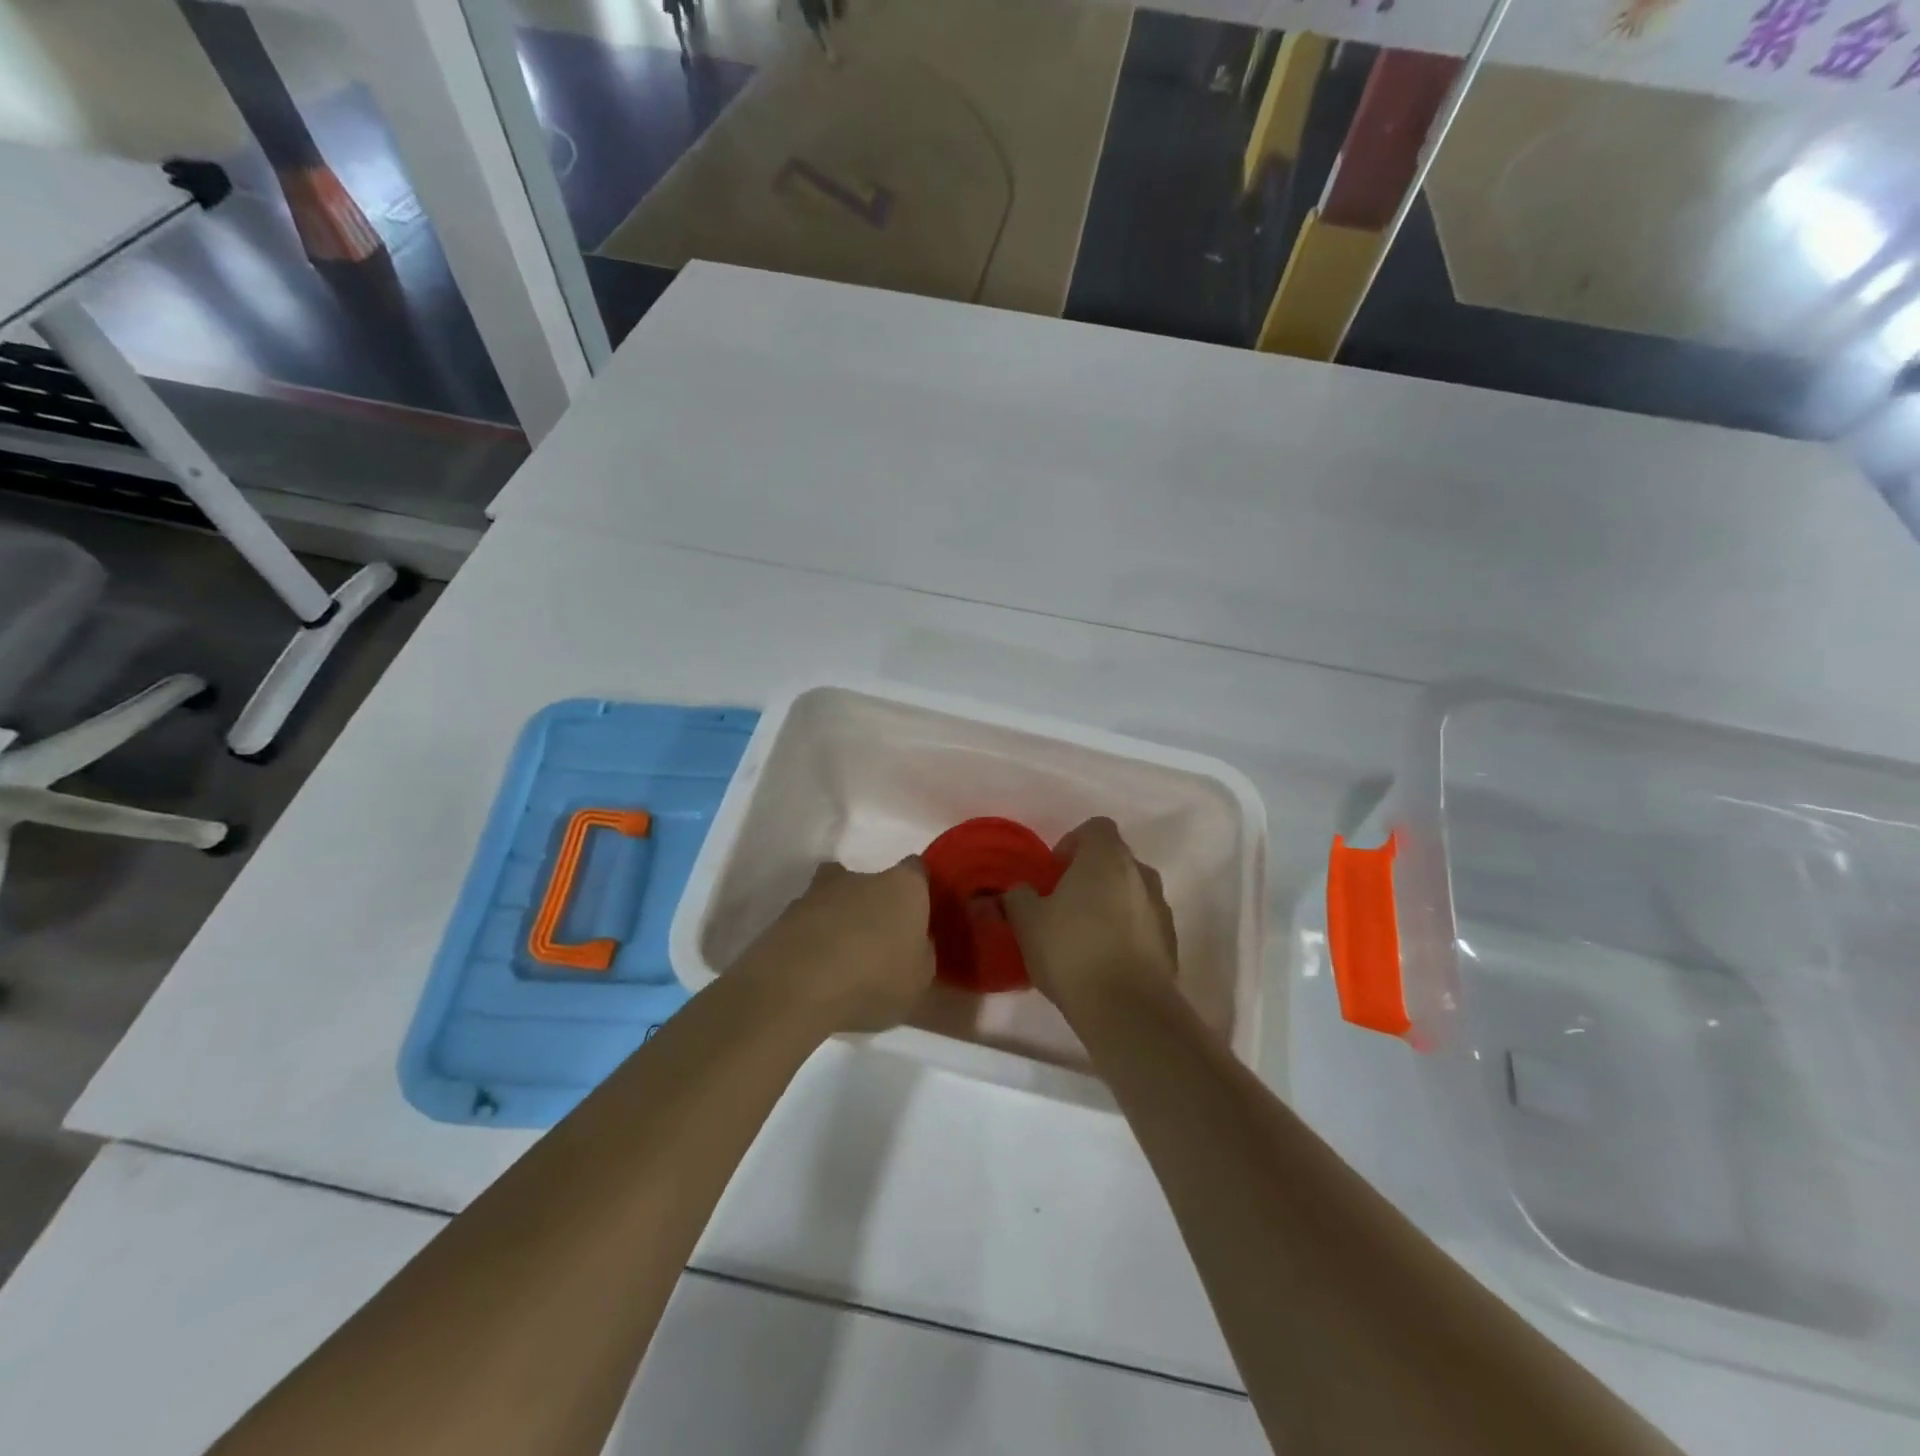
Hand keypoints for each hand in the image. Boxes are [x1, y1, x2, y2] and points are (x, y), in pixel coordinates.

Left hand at [734, 858, 934, 1032]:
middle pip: (870, 880)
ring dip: (837, 917)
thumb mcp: (919, 980)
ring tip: (839, 956)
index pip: (916, 870)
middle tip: (875, 937)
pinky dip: (810, 938)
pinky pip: (806, 922)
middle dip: (872, 902)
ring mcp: (817, 893)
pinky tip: (813, 968)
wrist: (798, 988)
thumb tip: (915, 943)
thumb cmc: (874, 979)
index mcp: (902, 886)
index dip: (917, 889)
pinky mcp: (784, 915)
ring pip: (833, 897)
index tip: (918, 912)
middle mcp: (860, 877)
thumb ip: (921, 954)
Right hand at [1004, 818, 1177, 1017]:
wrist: (1128, 1009)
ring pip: (1130, 892)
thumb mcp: (1027, 922)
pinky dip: (1126, 932)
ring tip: (1084, 937)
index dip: (1072, 843)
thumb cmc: (1072, 951)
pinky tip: (1105, 962)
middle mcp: (1140, 873)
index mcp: (1107, 857)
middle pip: (1114, 860)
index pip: (1096, 827)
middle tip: (1063, 905)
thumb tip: (1018, 891)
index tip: (1054, 873)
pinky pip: (1143, 923)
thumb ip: (1018, 897)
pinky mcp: (1170, 942)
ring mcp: (1161, 907)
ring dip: (1109, 904)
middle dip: (1089, 876)